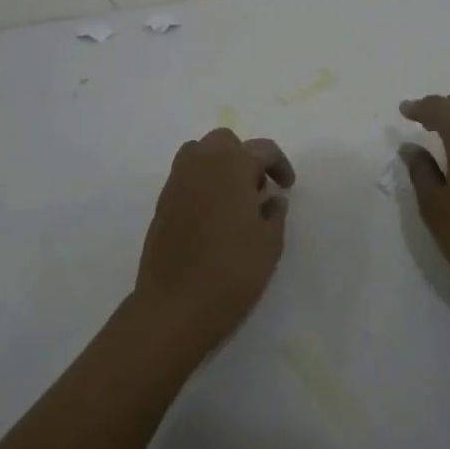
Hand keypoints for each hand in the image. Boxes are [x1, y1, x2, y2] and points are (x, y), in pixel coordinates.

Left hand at [134, 128, 295, 347]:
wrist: (175, 307)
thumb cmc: (232, 271)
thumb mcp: (269, 243)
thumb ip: (275, 213)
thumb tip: (272, 199)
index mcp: (232, 165)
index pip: (262, 149)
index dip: (280, 164)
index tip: (288, 187)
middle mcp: (201, 164)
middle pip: (225, 141)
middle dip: (245, 157)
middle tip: (258, 189)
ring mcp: (176, 182)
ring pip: (199, 153)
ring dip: (219, 165)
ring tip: (233, 198)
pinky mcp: (161, 204)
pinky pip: (185, 177)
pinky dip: (201, 184)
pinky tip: (212, 216)